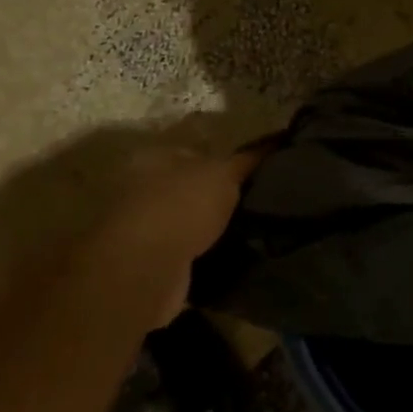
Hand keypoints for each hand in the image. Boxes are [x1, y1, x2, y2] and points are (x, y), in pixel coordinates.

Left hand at [72, 145, 261, 327]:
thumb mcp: (223, 174)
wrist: (145, 268)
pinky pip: (184, 252)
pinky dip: (201, 255)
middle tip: (255, 203)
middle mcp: (140, 188)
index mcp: (154, 157)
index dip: (225, 161)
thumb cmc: (181, 206)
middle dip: (217, 196)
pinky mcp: (147, 262)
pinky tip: (228, 257)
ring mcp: (141, 227)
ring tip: (249, 232)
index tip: (254, 174)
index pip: (195, 152)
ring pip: (186, 221)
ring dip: (209, 228)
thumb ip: (246, 160)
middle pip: (188, 187)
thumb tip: (272, 142)